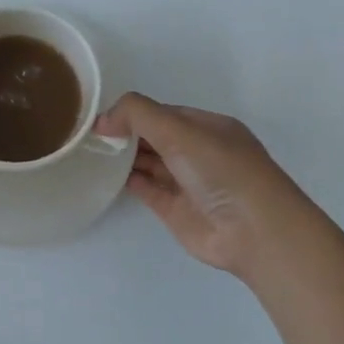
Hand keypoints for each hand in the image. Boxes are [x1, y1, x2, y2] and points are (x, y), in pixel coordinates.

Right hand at [94, 93, 323, 282]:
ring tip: (92, 152)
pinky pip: (148, 189)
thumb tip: (103, 120)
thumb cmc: (220, 170)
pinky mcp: (176, 210)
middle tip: (90, 135)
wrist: (252, 231)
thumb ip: (138, 115)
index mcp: (208, 127)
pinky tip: (106, 175)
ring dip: (125, 156)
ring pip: (150, 162)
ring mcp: (188, 182)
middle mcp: (199, 152)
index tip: (102, 118)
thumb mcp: (180, 130)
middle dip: (127, 133)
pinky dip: (129, 180)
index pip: (164, 113)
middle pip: (156, 137)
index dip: (134, 113)